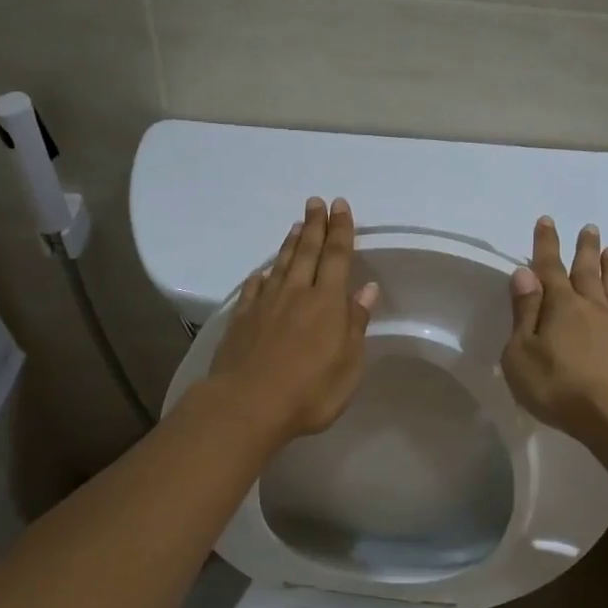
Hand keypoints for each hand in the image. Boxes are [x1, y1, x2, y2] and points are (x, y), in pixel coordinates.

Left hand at [205, 196, 379, 443]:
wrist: (247, 404)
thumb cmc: (310, 391)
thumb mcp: (348, 364)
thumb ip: (355, 323)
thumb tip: (366, 289)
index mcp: (326, 302)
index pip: (337, 257)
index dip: (341, 230)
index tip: (340, 206)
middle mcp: (295, 294)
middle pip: (307, 252)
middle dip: (314, 226)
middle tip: (315, 202)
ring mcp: (264, 305)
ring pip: (280, 265)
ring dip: (290, 244)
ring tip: (296, 226)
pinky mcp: (241, 319)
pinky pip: (254, 288)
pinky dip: (261, 276)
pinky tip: (262, 272)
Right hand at [500, 217, 607, 448]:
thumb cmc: (558, 387)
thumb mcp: (521, 354)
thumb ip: (524, 313)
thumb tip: (524, 274)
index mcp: (560, 307)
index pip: (549, 268)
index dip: (546, 244)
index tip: (547, 220)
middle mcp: (592, 309)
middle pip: (588, 272)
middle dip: (586, 249)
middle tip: (590, 227)